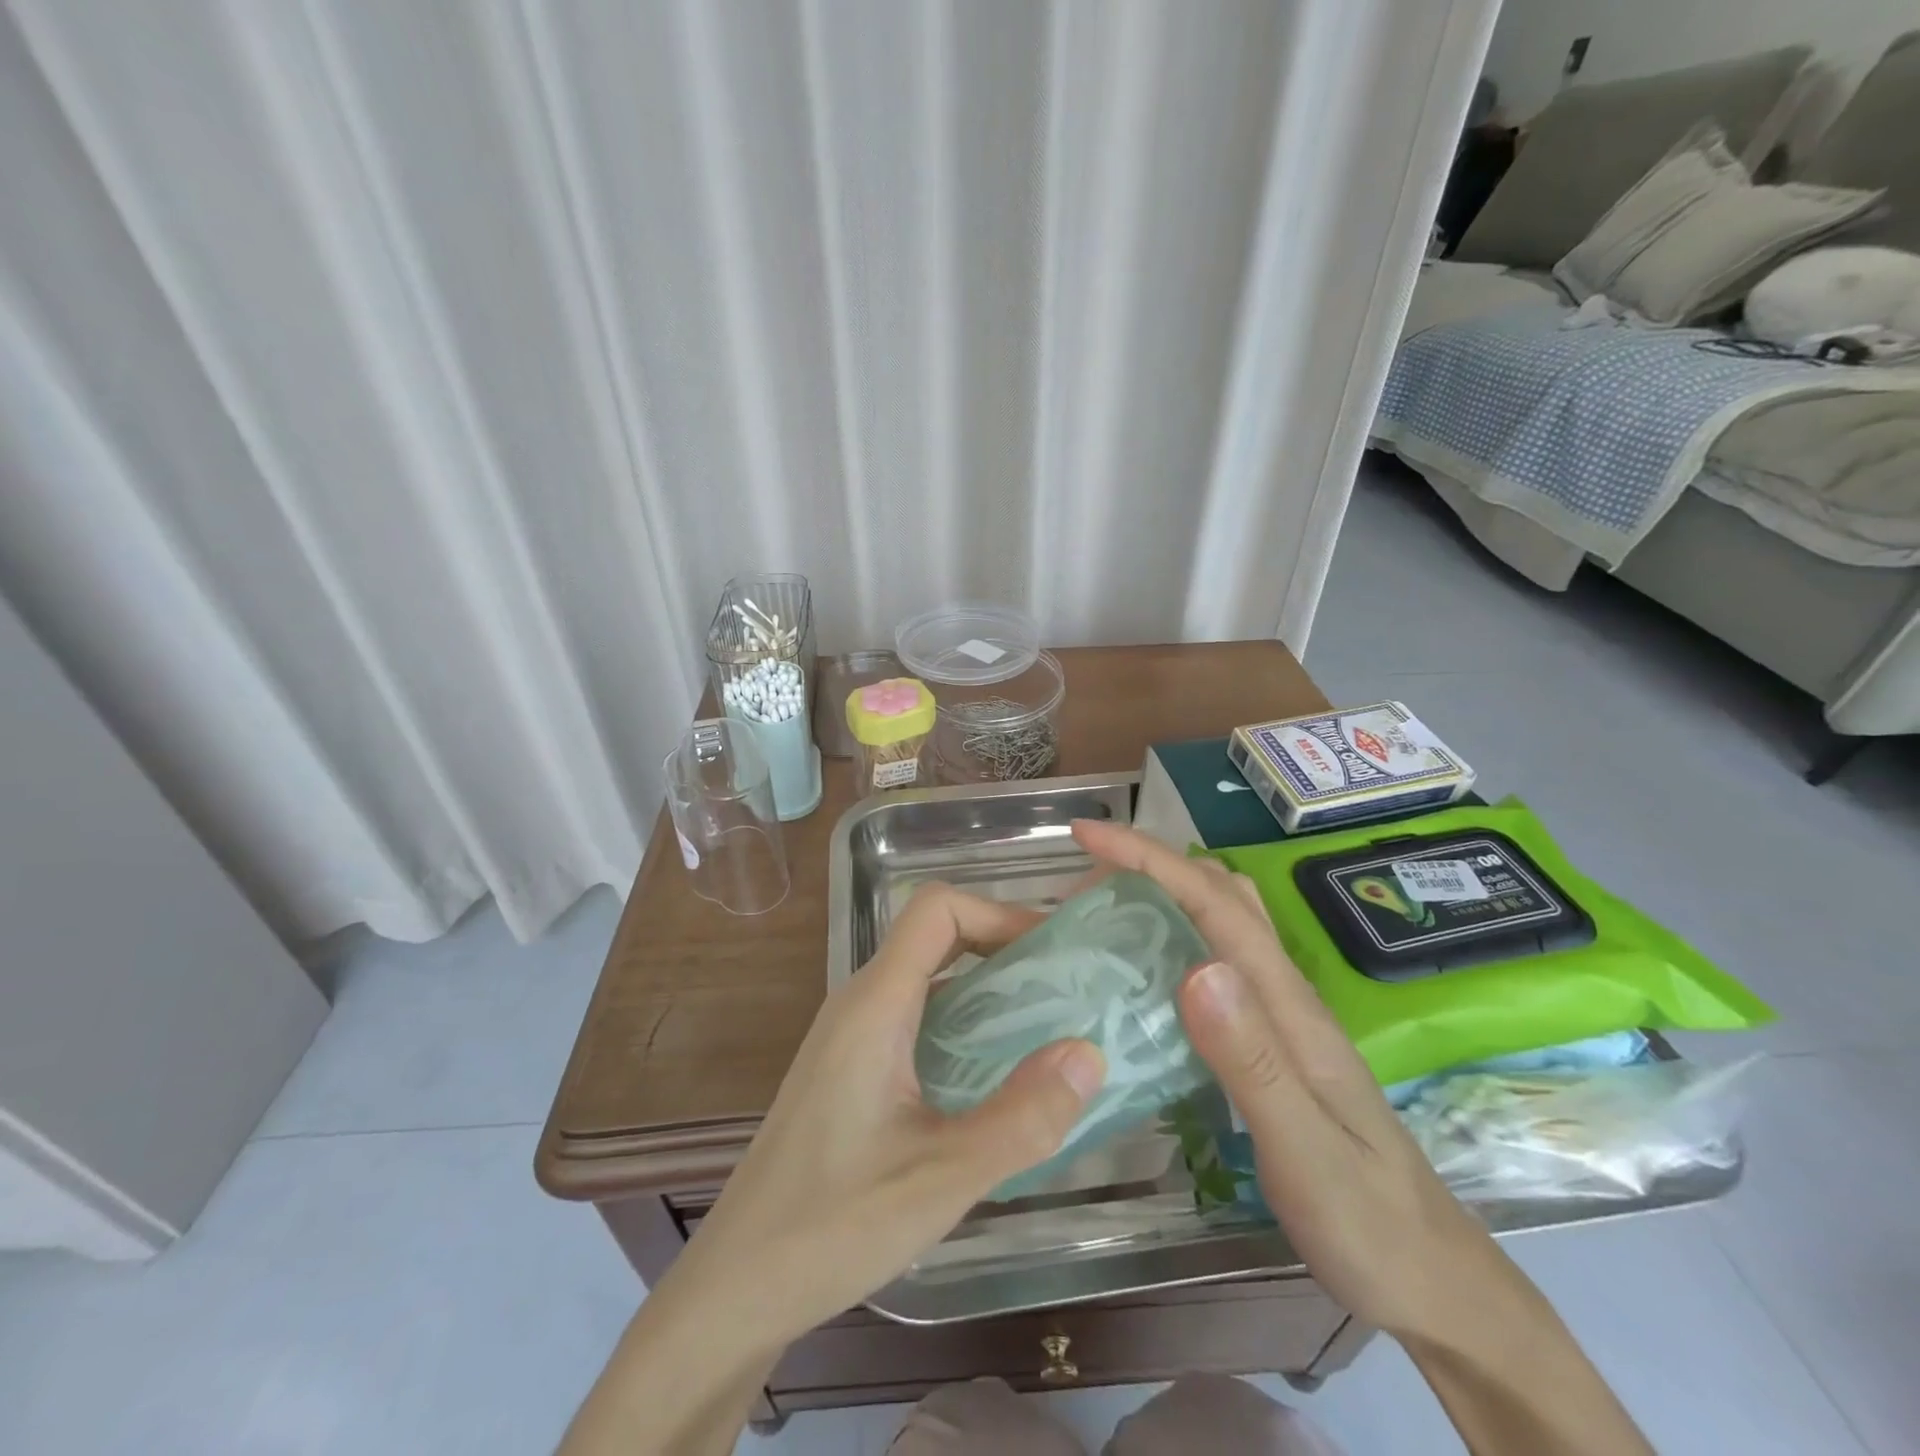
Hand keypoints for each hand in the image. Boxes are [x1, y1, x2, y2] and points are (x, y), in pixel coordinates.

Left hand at [670, 883, 1105, 1344]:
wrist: (738, 1284)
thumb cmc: (832, 1226)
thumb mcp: (942, 1178)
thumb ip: (1022, 1118)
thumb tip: (1089, 1053)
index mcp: (875, 1004)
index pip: (936, 908)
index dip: (998, 912)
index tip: (1051, 953)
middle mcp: (859, 1001)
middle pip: (935, 934)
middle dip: (1001, 945)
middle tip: (1062, 988)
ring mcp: (850, 1033)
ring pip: (925, 975)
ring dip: (984, 985)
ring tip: (1042, 1026)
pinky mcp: (849, 1065)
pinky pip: (914, 1013)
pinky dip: (961, 1019)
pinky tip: (991, 1073)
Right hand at [1071, 819, 1500, 1342]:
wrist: (1433, 1279)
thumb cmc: (1366, 1223)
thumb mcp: (1303, 1150)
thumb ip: (1250, 1060)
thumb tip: (1196, 968)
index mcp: (1287, 1003)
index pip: (1213, 901)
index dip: (1146, 858)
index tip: (1086, 835)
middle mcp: (1284, 992)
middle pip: (1218, 892)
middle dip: (1150, 864)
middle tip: (1085, 882)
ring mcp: (1280, 1013)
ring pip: (1223, 919)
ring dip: (1166, 891)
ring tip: (1108, 910)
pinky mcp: (1271, 1038)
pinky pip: (1217, 959)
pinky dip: (1176, 936)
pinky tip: (1146, 972)